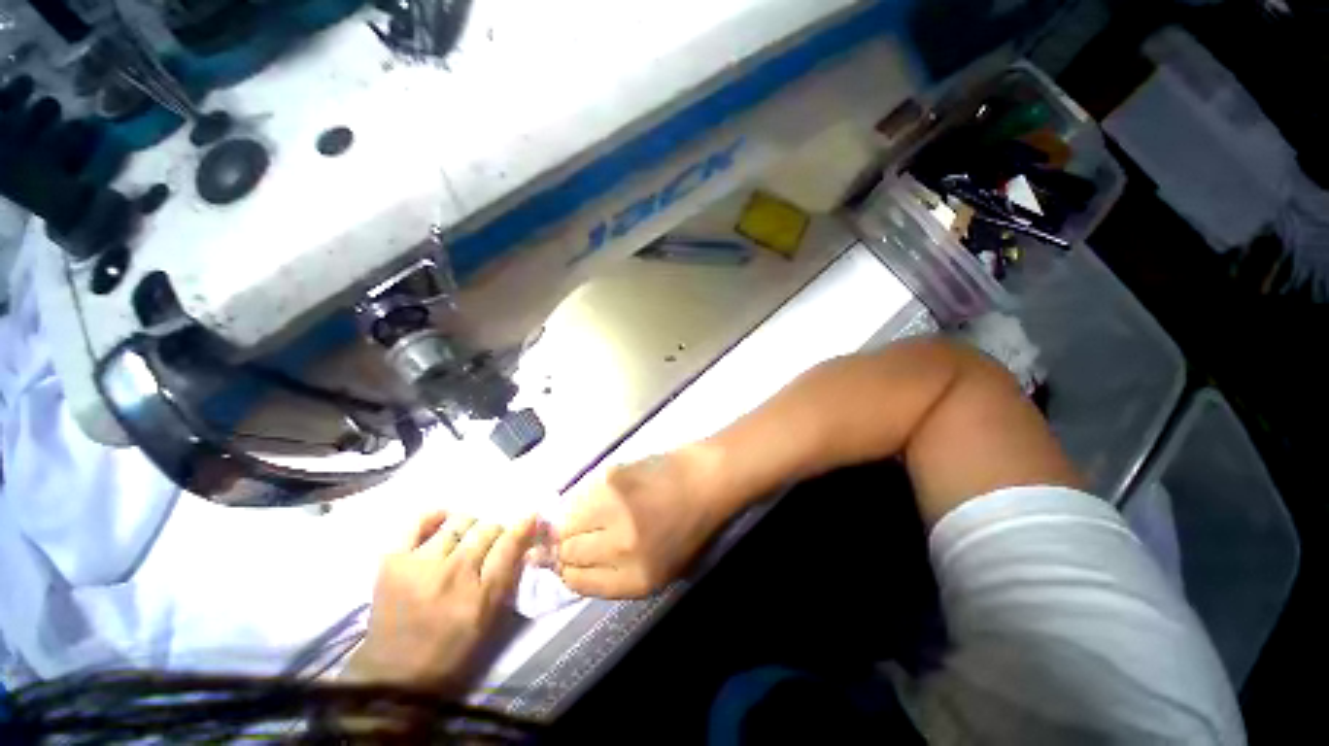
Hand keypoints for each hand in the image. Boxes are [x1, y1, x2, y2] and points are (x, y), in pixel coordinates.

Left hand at [343, 511, 536, 686]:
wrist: (395, 674)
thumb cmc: (451, 648)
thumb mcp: (489, 617)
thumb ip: (508, 574)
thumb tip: (525, 536)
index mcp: (481, 594)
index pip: (510, 544)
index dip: (523, 526)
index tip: (530, 516)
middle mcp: (453, 573)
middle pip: (487, 529)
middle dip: (494, 533)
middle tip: (487, 545)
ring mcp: (420, 565)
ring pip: (459, 522)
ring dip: (468, 528)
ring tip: (461, 542)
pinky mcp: (393, 561)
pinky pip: (419, 522)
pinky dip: (435, 517)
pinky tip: (442, 521)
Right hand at [555, 447, 728, 597]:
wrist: (705, 480)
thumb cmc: (690, 527)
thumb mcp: (662, 568)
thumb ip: (618, 574)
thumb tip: (572, 567)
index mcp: (636, 579)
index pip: (579, 582)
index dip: (567, 572)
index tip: (565, 562)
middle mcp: (619, 547)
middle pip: (567, 552)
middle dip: (564, 546)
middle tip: (570, 536)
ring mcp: (613, 509)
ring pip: (567, 521)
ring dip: (571, 520)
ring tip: (588, 512)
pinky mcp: (611, 478)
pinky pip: (581, 494)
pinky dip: (583, 497)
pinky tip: (602, 494)